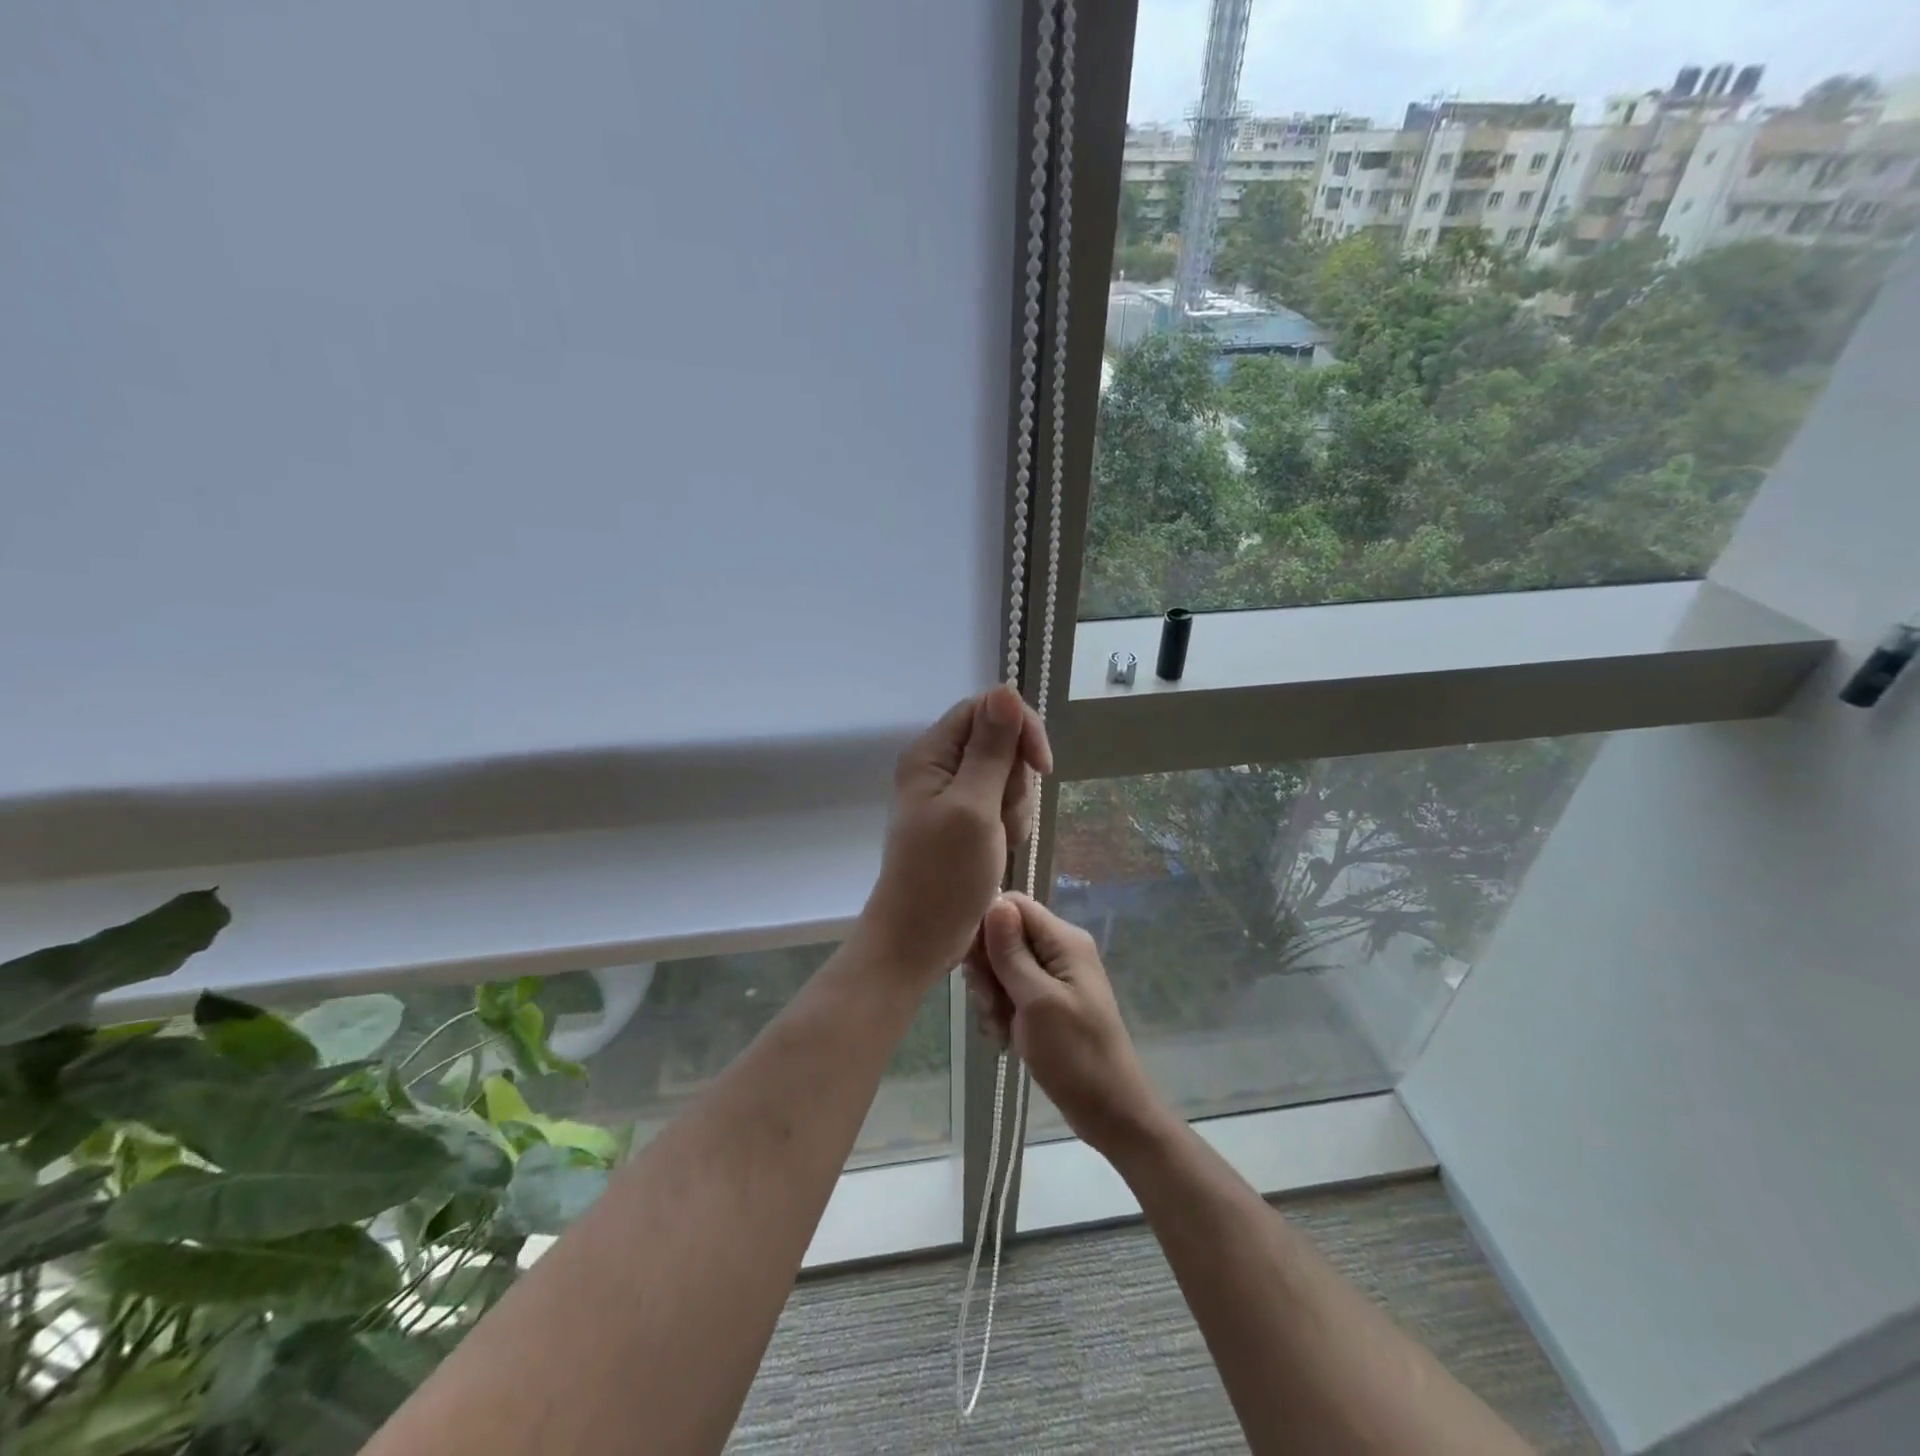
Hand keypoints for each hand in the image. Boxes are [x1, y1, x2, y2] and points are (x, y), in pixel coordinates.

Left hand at [857, 686, 1051, 983]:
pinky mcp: (966, 819)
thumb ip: (991, 749)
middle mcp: (940, 765)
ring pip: (1007, 775)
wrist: (920, 938)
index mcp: (932, 753)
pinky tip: (1001, 850)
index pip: (987, 708)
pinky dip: (1010, 824)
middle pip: (1001, 742)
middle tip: (1001, 819)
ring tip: (1000, 841)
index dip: (1020, 728)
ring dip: (1015, 807)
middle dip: (1016, 779)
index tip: (1041, 766)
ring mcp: (953, 794)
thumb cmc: (943, 875)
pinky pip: (1002, 803)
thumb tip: (1005, 689)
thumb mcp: (973, 807)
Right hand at [964, 893, 1170, 1158]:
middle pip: (1004, 936)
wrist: (1110, 1112)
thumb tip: (995, 902)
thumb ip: (1012, 952)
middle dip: (988, 969)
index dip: (986, 928)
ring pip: (1003, 967)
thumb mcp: (1037, 1001)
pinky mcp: (1048, 1002)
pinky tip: (1006, 1038)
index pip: (1013, 905)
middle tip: (991, 1004)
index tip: (975, 965)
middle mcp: (1060, 950)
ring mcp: (1055, 977)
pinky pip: (1011, 992)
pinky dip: (1003, 1012)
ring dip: (992, 996)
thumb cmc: (1075, 1055)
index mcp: (1064, 940)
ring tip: (1002, 1027)